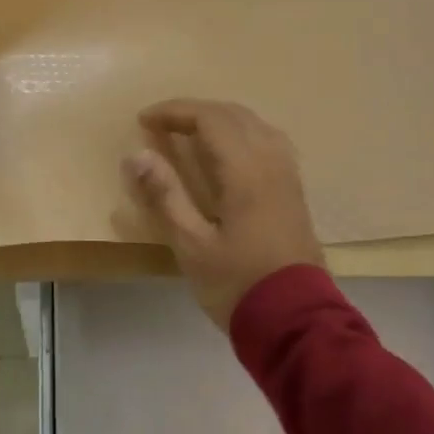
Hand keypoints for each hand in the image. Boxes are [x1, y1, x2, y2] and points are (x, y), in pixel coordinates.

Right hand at [123, 99, 324, 328]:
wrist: (296, 322)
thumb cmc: (237, 284)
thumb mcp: (191, 245)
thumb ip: (165, 195)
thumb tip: (136, 154)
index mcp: (245, 170)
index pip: (209, 118)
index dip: (174, 111)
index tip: (144, 120)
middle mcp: (271, 161)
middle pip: (233, 114)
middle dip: (195, 111)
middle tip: (162, 124)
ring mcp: (287, 175)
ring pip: (254, 124)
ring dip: (219, 119)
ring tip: (191, 132)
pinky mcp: (294, 191)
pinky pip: (268, 140)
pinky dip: (241, 133)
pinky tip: (229, 153)